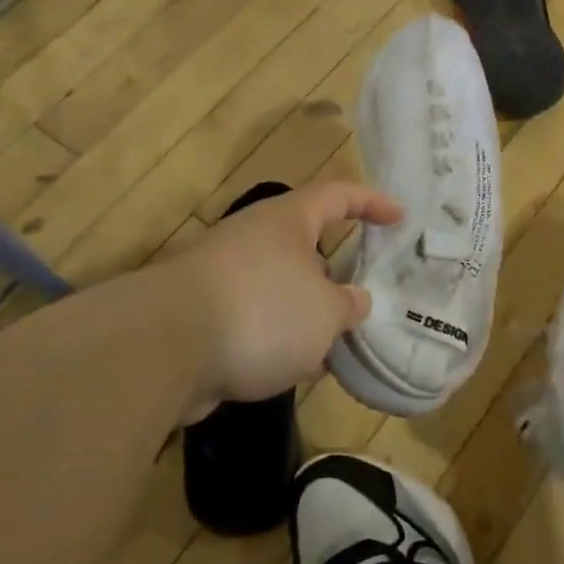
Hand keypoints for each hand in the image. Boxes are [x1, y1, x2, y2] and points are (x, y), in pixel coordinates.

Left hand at [163, 181, 401, 418]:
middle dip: (336, 274)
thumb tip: (352, 302)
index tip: (400, 217)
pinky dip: (277, 339)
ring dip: (307, 314)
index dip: (372, 202)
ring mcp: (223, 277)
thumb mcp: (326, 312)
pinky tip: (295, 369)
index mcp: (287, 220)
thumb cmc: (262, 310)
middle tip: (364, 297)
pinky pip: (255, 320)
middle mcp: (253, 239)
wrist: (163, 349)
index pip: (339, 195)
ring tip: (337, 344)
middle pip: (306, 246)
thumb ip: (348, 305)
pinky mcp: (202, 317)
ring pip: (281, 289)